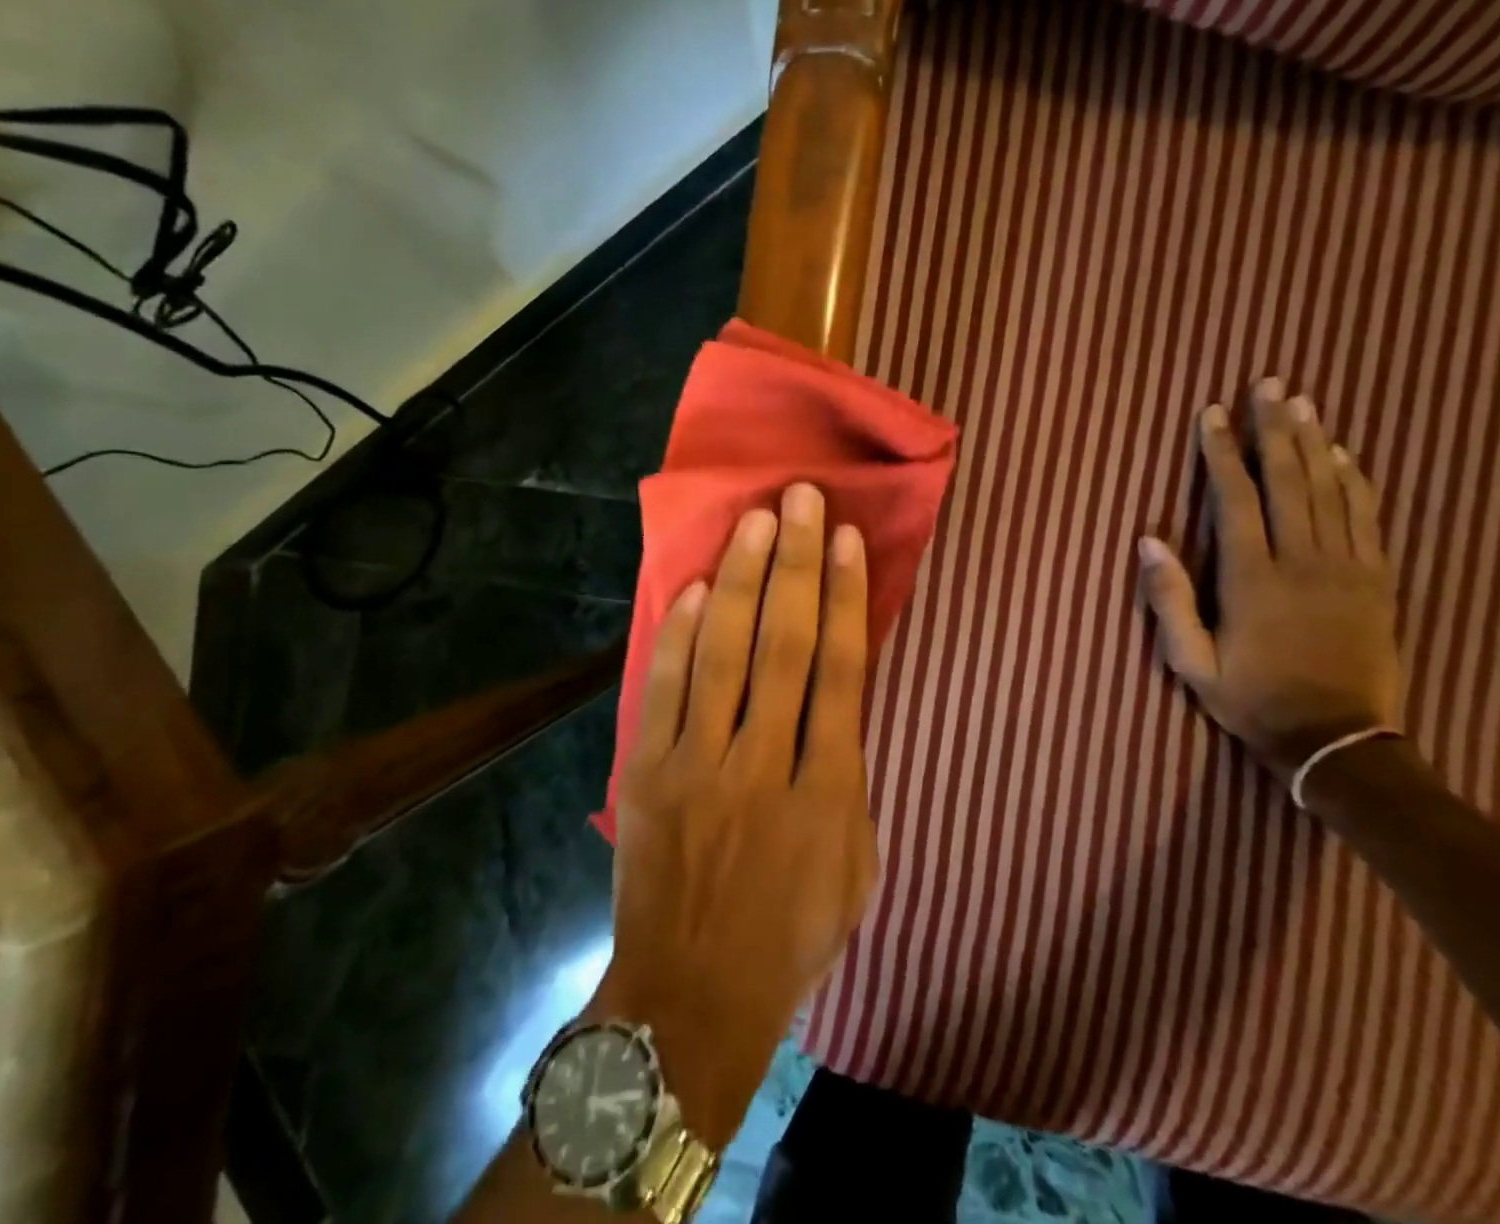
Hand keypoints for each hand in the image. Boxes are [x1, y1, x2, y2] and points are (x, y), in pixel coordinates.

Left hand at [599, 482, 878, 1146]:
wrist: (691, 998)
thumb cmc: (789, 935)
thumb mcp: (853, 865)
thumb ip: (850, 776)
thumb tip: (838, 696)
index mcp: (825, 792)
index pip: (840, 670)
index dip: (844, 597)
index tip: (848, 540)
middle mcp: (762, 764)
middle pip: (783, 644)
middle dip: (795, 564)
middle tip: (801, 500)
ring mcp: (696, 764)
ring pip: (723, 653)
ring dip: (740, 580)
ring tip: (756, 521)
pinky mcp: (645, 771)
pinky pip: (664, 688)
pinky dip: (679, 635)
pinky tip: (695, 587)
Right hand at [1137, 378, 1402, 782]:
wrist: (1338, 742)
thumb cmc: (1253, 700)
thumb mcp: (1191, 663)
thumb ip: (1168, 601)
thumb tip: (1147, 540)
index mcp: (1252, 579)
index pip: (1235, 499)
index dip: (1222, 452)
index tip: (1213, 414)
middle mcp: (1302, 561)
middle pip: (1289, 480)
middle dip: (1274, 428)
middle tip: (1268, 383)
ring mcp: (1346, 569)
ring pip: (1330, 490)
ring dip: (1314, 442)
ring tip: (1302, 402)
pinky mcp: (1377, 581)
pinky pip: (1367, 518)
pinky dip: (1355, 480)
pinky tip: (1344, 454)